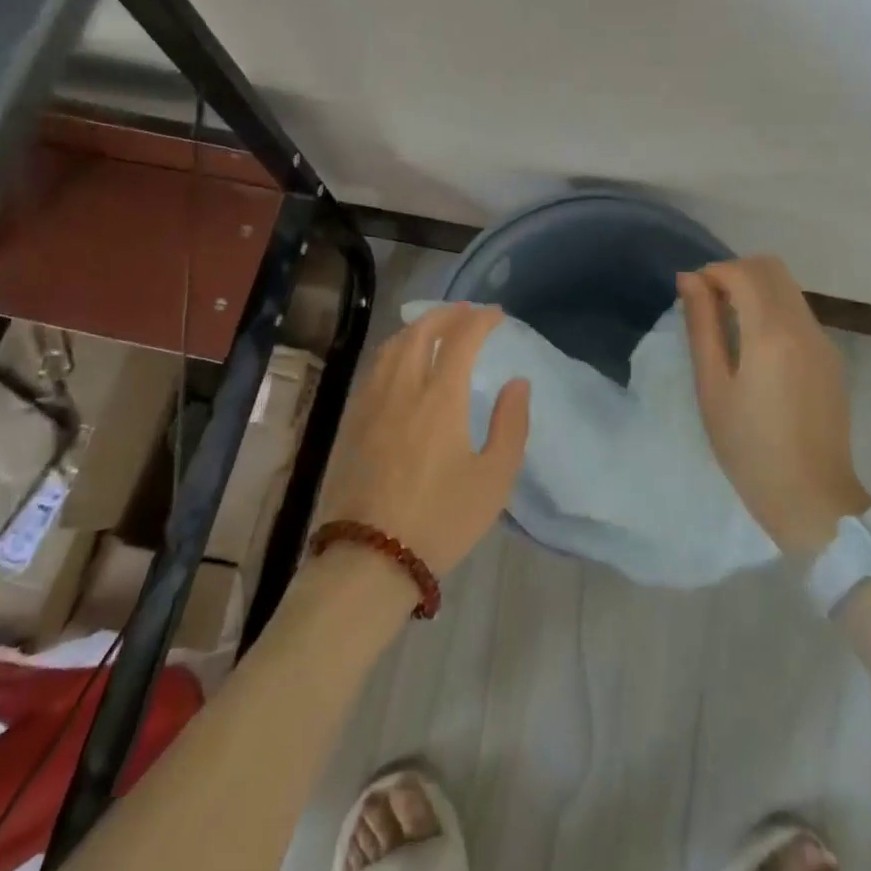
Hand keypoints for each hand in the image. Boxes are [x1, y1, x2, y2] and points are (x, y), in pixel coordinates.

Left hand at [314, 303, 529, 582]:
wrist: (370, 558)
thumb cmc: (441, 519)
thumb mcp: (494, 479)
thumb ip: (510, 424)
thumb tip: (517, 382)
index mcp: (440, 398)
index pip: (460, 339)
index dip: (480, 320)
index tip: (497, 315)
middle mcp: (402, 388)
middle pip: (420, 332)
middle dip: (447, 314)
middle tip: (467, 312)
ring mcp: (371, 403)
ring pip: (392, 346)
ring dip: (417, 328)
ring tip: (434, 328)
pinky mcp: (353, 421)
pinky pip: (375, 368)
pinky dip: (394, 350)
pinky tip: (400, 362)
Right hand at [678, 256, 869, 552]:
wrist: (812, 498)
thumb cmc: (748, 448)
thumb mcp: (712, 386)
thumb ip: (702, 325)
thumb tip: (690, 279)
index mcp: (772, 333)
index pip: (744, 271)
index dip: (713, 271)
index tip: (692, 295)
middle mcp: (804, 326)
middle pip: (772, 268)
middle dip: (735, 273)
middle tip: (709, 304)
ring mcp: (823, 341)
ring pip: (788, 288)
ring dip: (755, 289)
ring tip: (727, 326)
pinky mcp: (830, 358)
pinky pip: (799, 313)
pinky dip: (772, 309)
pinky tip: (754, 347)